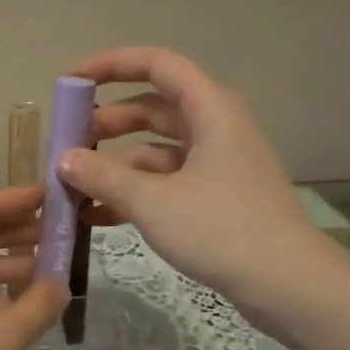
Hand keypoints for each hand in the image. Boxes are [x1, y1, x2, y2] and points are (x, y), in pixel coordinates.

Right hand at [59, 46, 325, 299]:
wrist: (287, 284)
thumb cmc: (220, 229)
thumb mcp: (153, 202)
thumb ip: (103, 176)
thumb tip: (63, 159)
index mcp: (210, 110)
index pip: (157, 65)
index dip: (111, 65)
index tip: (71, 82)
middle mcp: (214, 127)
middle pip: (152, 109)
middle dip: (106, 124)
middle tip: (66, 144)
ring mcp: (216, 164)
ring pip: (154, 151)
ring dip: (114, 166)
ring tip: (72, 187)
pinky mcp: (215, 196)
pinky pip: (165, 182)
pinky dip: (132, 193)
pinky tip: (95, 216)